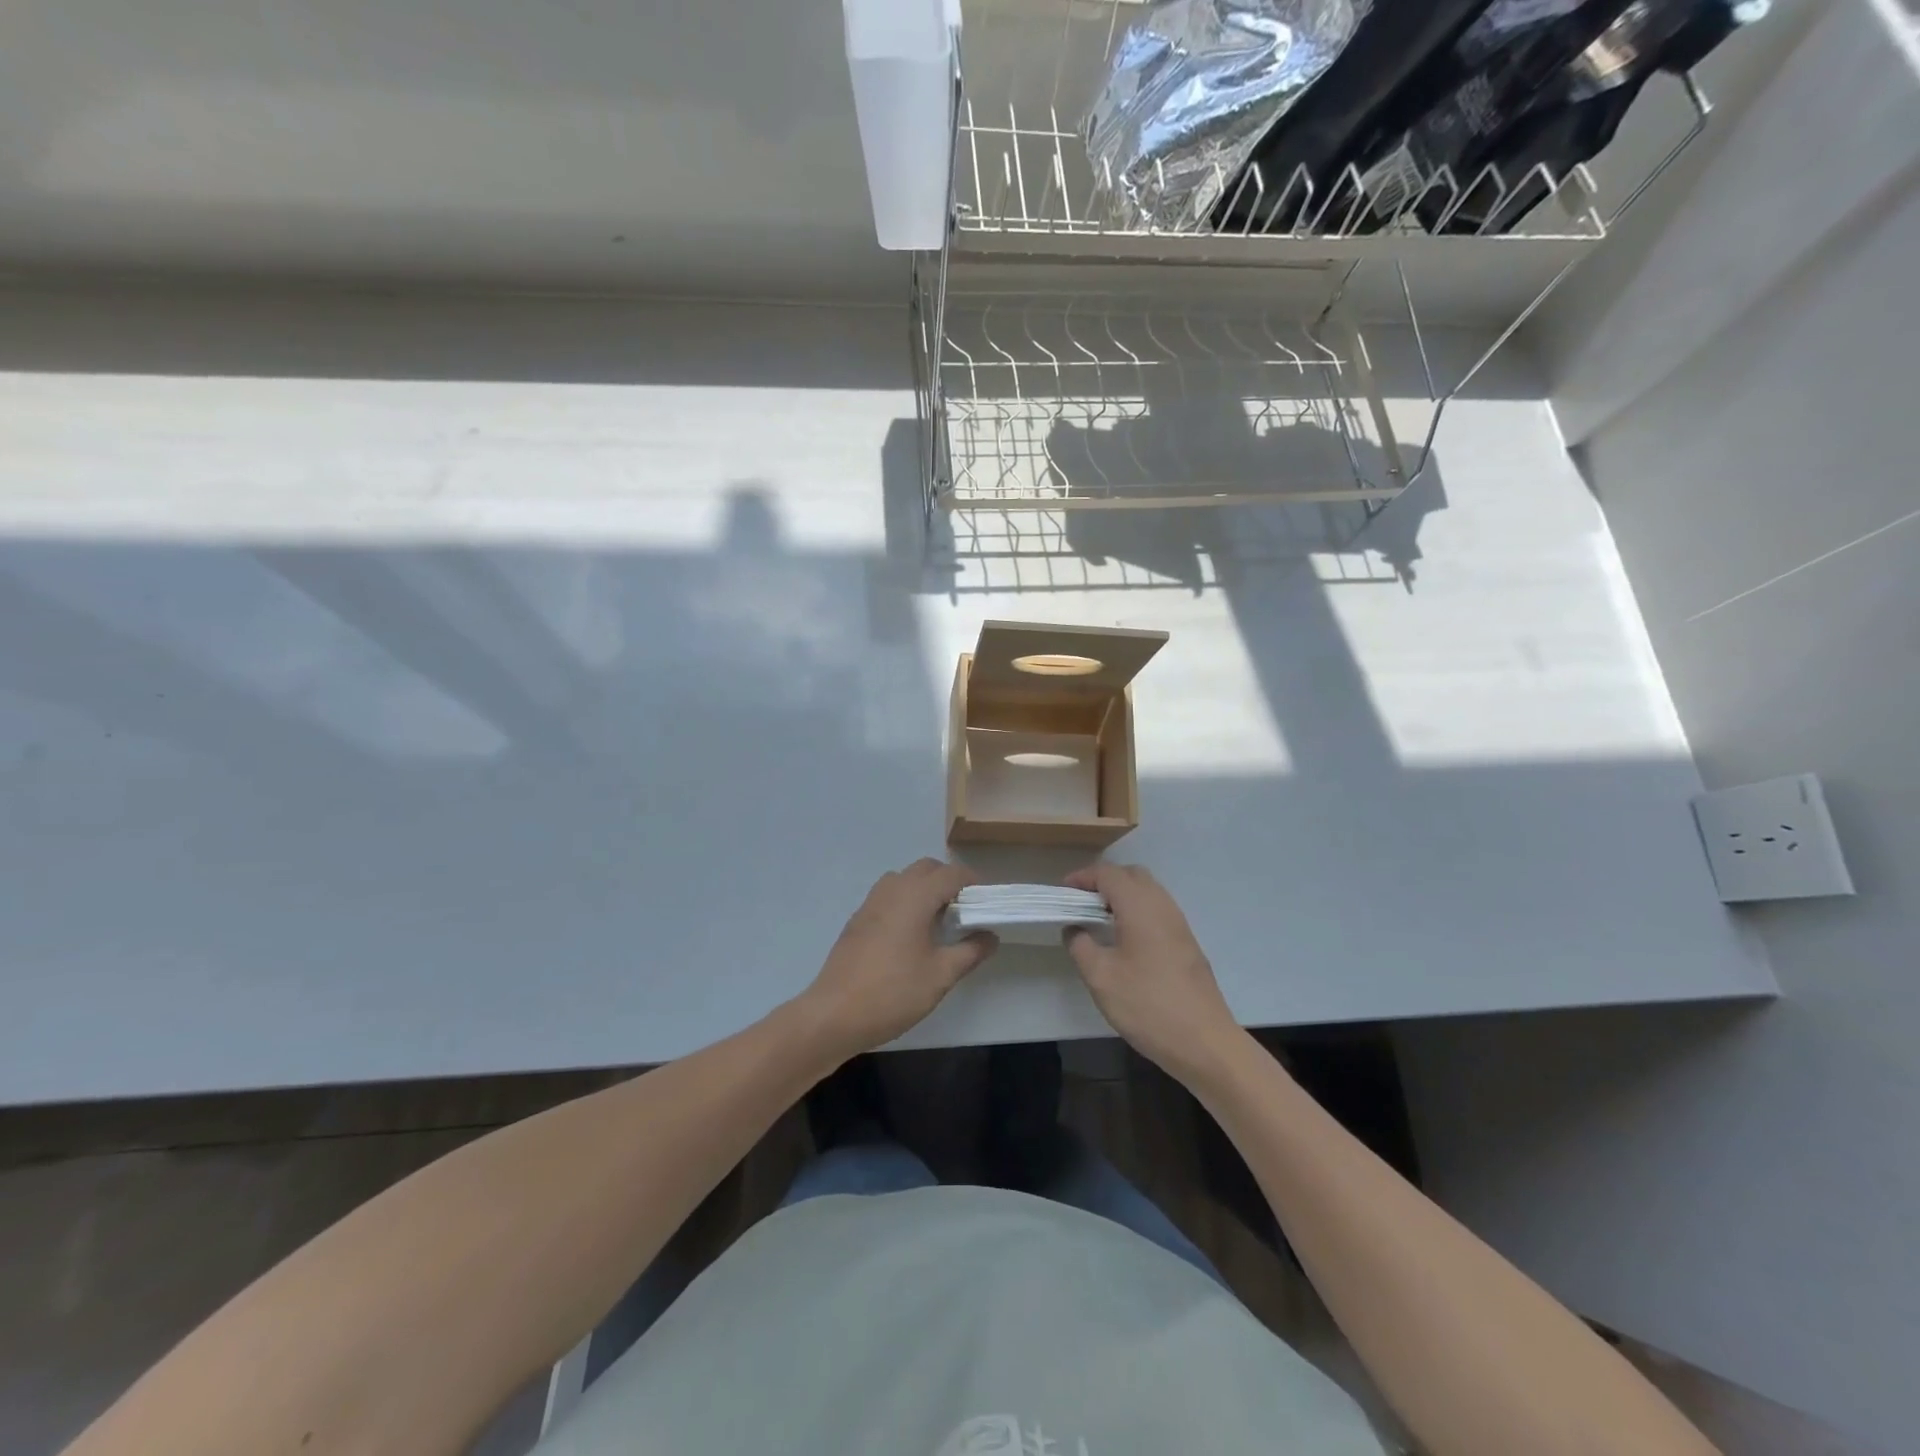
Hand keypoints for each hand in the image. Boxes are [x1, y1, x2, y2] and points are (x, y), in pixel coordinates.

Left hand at [799, 859, 997, 1058]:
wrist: (834, 1014)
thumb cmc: (893, 992)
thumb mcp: (941, 975)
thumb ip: (970, 951)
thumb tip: (991, 936)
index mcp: (915, 896)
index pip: (951, 873)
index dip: (974, 883)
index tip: (988, 903)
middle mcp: (892, 890)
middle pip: (926, 869)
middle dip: (949, 882)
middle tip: (966, 911)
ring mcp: (870, 903)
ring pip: (904, 880)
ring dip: (924, 889)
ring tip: (939, 921)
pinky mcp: (857, 920)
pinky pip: (888, 896)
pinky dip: (905, 902)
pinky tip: (911, 935)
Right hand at [1063, 863, 1240, 1081]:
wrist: (1204, 1042)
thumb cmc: (1147, 1005)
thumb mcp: (1101, 977)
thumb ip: (1080, 946)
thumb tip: (1074, 928)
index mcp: (1140, 906)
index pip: (1108, 874)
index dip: (1082, 878)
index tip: (1061, 895)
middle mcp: (1163, 906)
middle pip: (1131, 875)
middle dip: (1103, 882)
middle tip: (1080, 904)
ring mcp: (1179, 924)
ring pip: (1148, 892)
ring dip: (1122, 896)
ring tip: (1098, 921)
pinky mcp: (1187, 943)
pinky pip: (1158, 910)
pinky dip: (1137, 911)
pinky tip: (1124, 940)